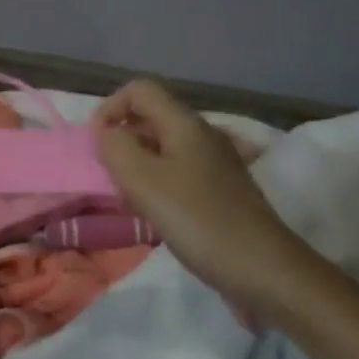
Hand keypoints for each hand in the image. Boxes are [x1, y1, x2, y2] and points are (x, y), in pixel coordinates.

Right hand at [92, 79, 308, 310]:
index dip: (110, 108)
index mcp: (185, 124)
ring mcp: (215, 163)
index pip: (140, 90)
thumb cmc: (197, 220)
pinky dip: (157, 184)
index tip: (97, 145)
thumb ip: (116, 148)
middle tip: (110, 177)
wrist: (262, 268)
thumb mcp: (143, 181)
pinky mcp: (220, 190)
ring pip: (163, 147)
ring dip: (137, 165)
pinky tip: (154, 214)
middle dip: (122, 140)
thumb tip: (108, 134)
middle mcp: (203, 135)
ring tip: (128, 199)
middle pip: (151, 117)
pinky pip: (178, 172)